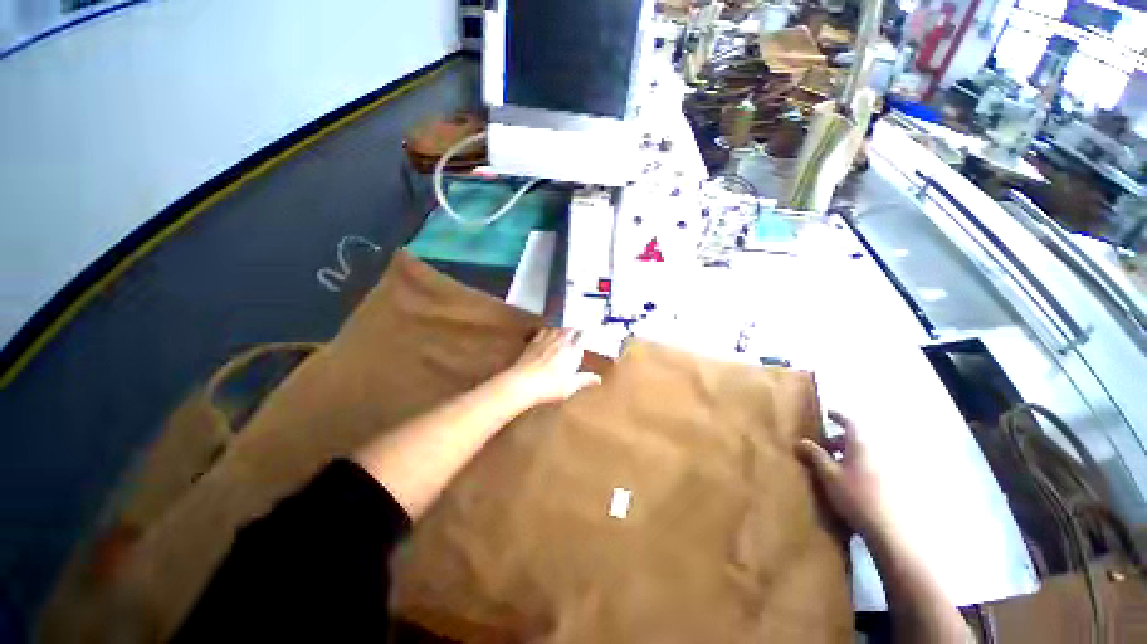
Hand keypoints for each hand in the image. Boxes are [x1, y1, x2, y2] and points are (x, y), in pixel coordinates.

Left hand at [505, 328, 601, 406]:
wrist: (523, 382)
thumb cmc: (550, 386)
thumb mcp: (570, 386)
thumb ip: (584, 380)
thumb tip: (598, 379)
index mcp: (572, 351)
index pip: (581, 339)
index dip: (584, 337)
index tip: (587, 335)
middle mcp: (560, 342)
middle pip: (569, 330)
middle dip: (574, 330)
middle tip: (577, 329)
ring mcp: (546, 340)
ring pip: (556, 329)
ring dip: (561, 328)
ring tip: (564, 329)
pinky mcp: (533, 342)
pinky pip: (543, 331)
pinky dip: (547, 330)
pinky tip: (546, 331)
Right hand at [797, 411, 894, 539]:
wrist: (888, 530)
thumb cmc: (855, 496)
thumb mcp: (828, 474)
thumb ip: (814, 455)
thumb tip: (800, 441)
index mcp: (861, 445)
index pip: (849, 422)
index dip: (836, 416)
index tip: (824, 413)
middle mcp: (875, 452)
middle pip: (853, 439)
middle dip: (835, 440)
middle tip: (818, 447)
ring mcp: (884, 469)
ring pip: (860, 455)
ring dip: (843, 455)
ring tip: (827, 467)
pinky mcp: (888, 485)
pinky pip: (867, 467)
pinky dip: (853, 468)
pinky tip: (843, 483)